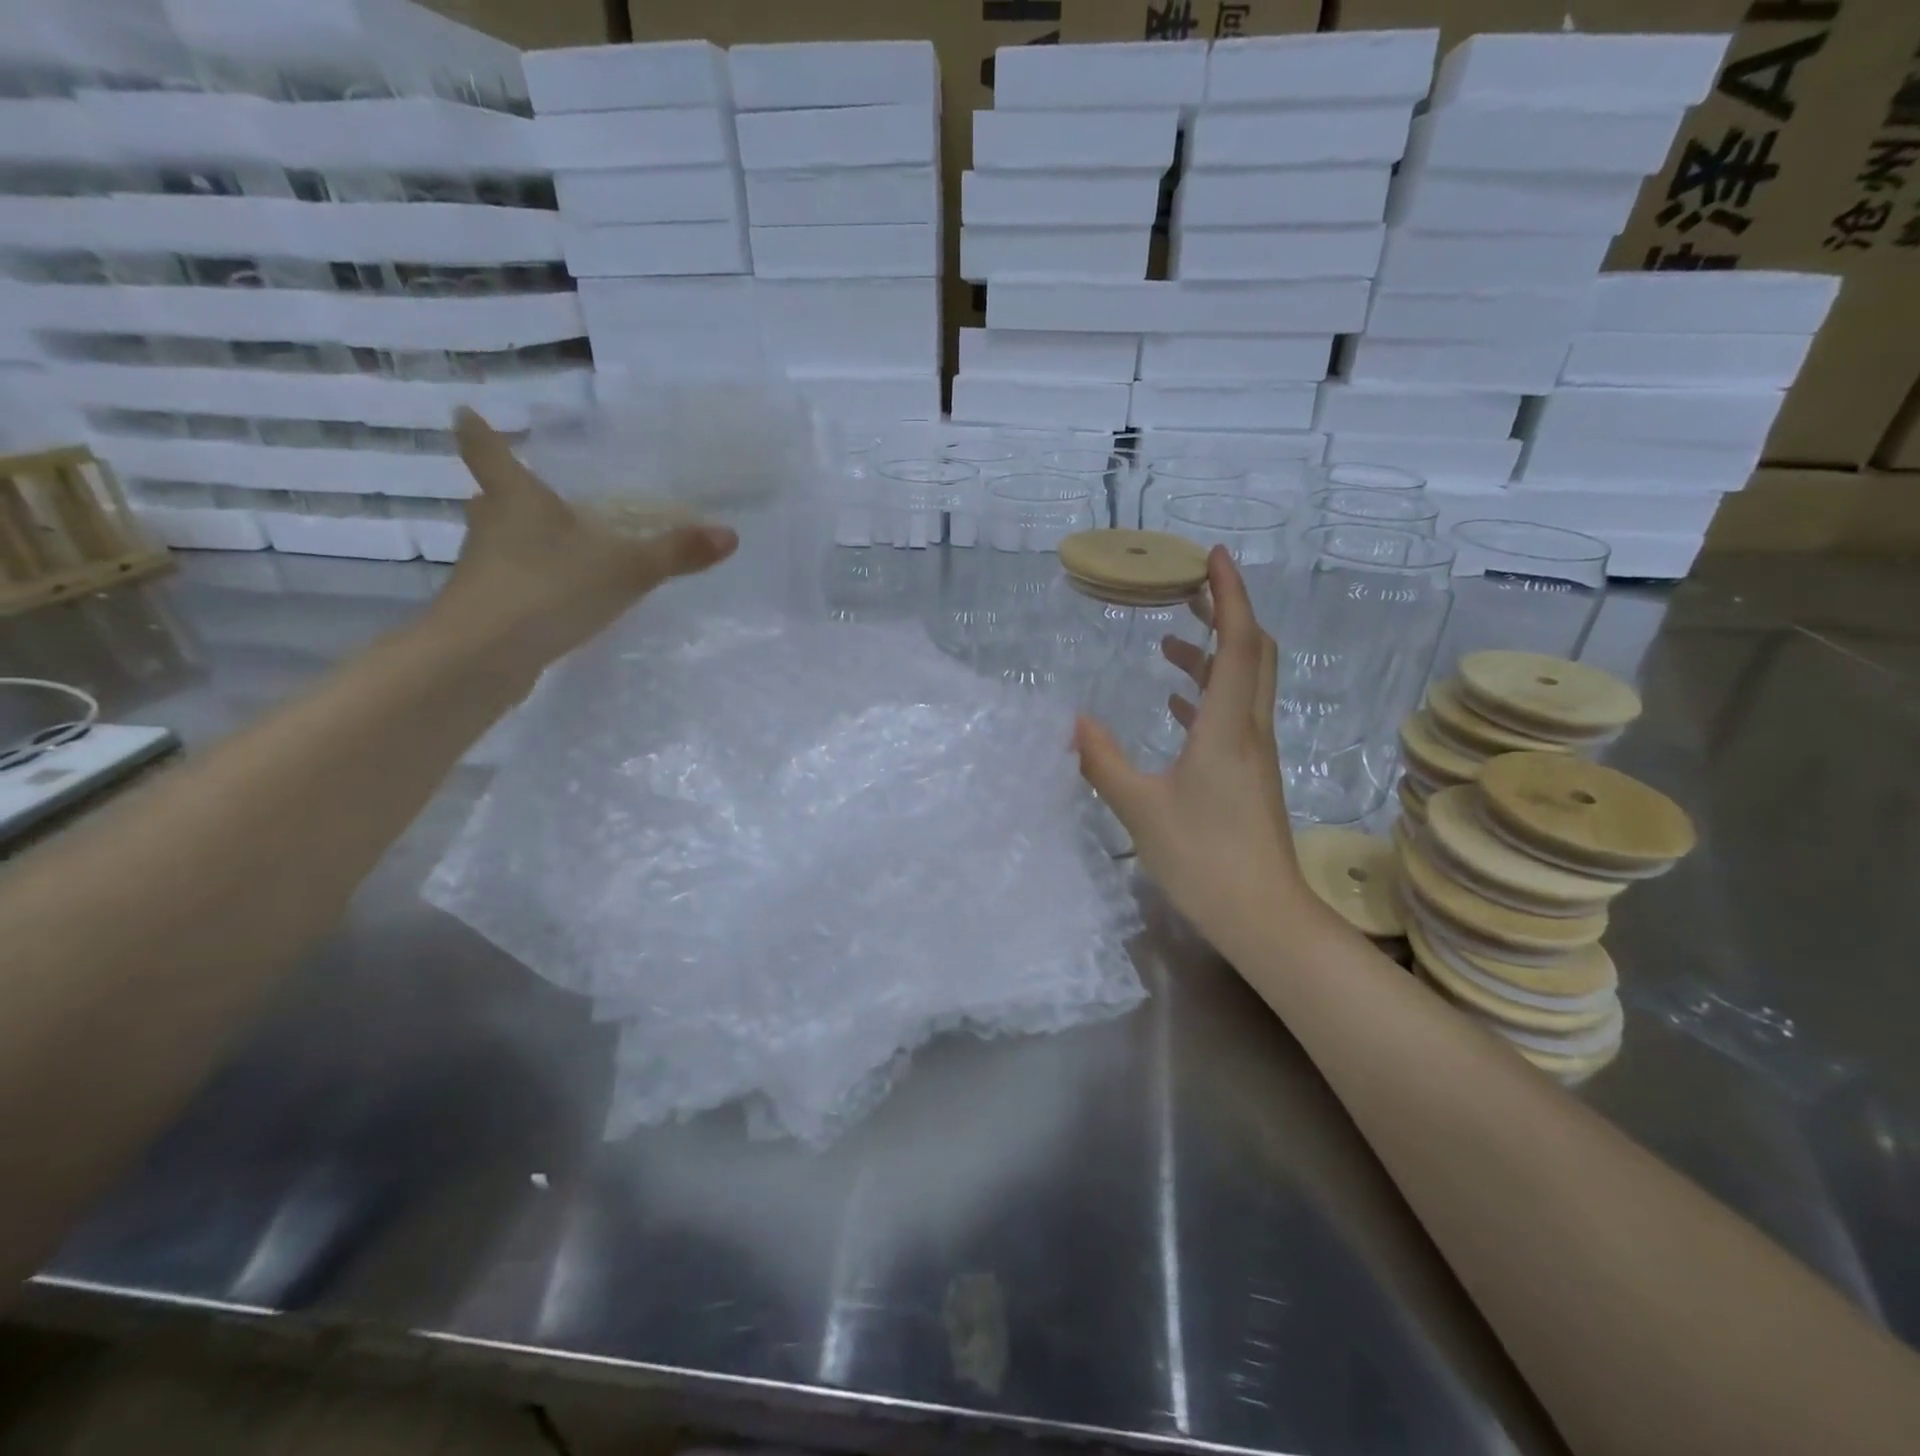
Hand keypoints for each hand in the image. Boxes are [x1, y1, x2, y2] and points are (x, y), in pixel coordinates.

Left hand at [430, 408, 737, 669]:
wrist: (485, 656)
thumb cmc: (549, 587)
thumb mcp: (627, 569)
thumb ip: (676, 553)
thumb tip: (731, 535)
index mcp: (518, 498)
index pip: (489, 452)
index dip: (479, 431)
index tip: (466, 413)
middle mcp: (492, 526)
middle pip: (491, 499)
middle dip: (504, 494)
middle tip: (527, 492)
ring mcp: (482, 569)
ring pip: (498, 543)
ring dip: (517, 541)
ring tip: (553, 548)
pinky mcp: (484, 608)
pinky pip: (508, 583)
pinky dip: (526, 583)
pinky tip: (554, 599)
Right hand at [1075, 548, 1310, 950]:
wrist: (1263, 917)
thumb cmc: (1203, 859)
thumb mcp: (1140, 807)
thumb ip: (1103, 760)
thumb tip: (1070, 720)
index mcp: (1228, 726)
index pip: (1238, 642)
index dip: (1229, 594)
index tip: (1213, 556)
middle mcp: (1250, 730)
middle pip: (1252, 653)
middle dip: (1226, 613)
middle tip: (1189, 590)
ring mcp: (1254, 754)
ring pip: (1244, 685)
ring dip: (1214, 655)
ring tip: (1171, 644)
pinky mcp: (1250, 777)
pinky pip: (1234, 717)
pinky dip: (1209, 696)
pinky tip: (1177, 705)